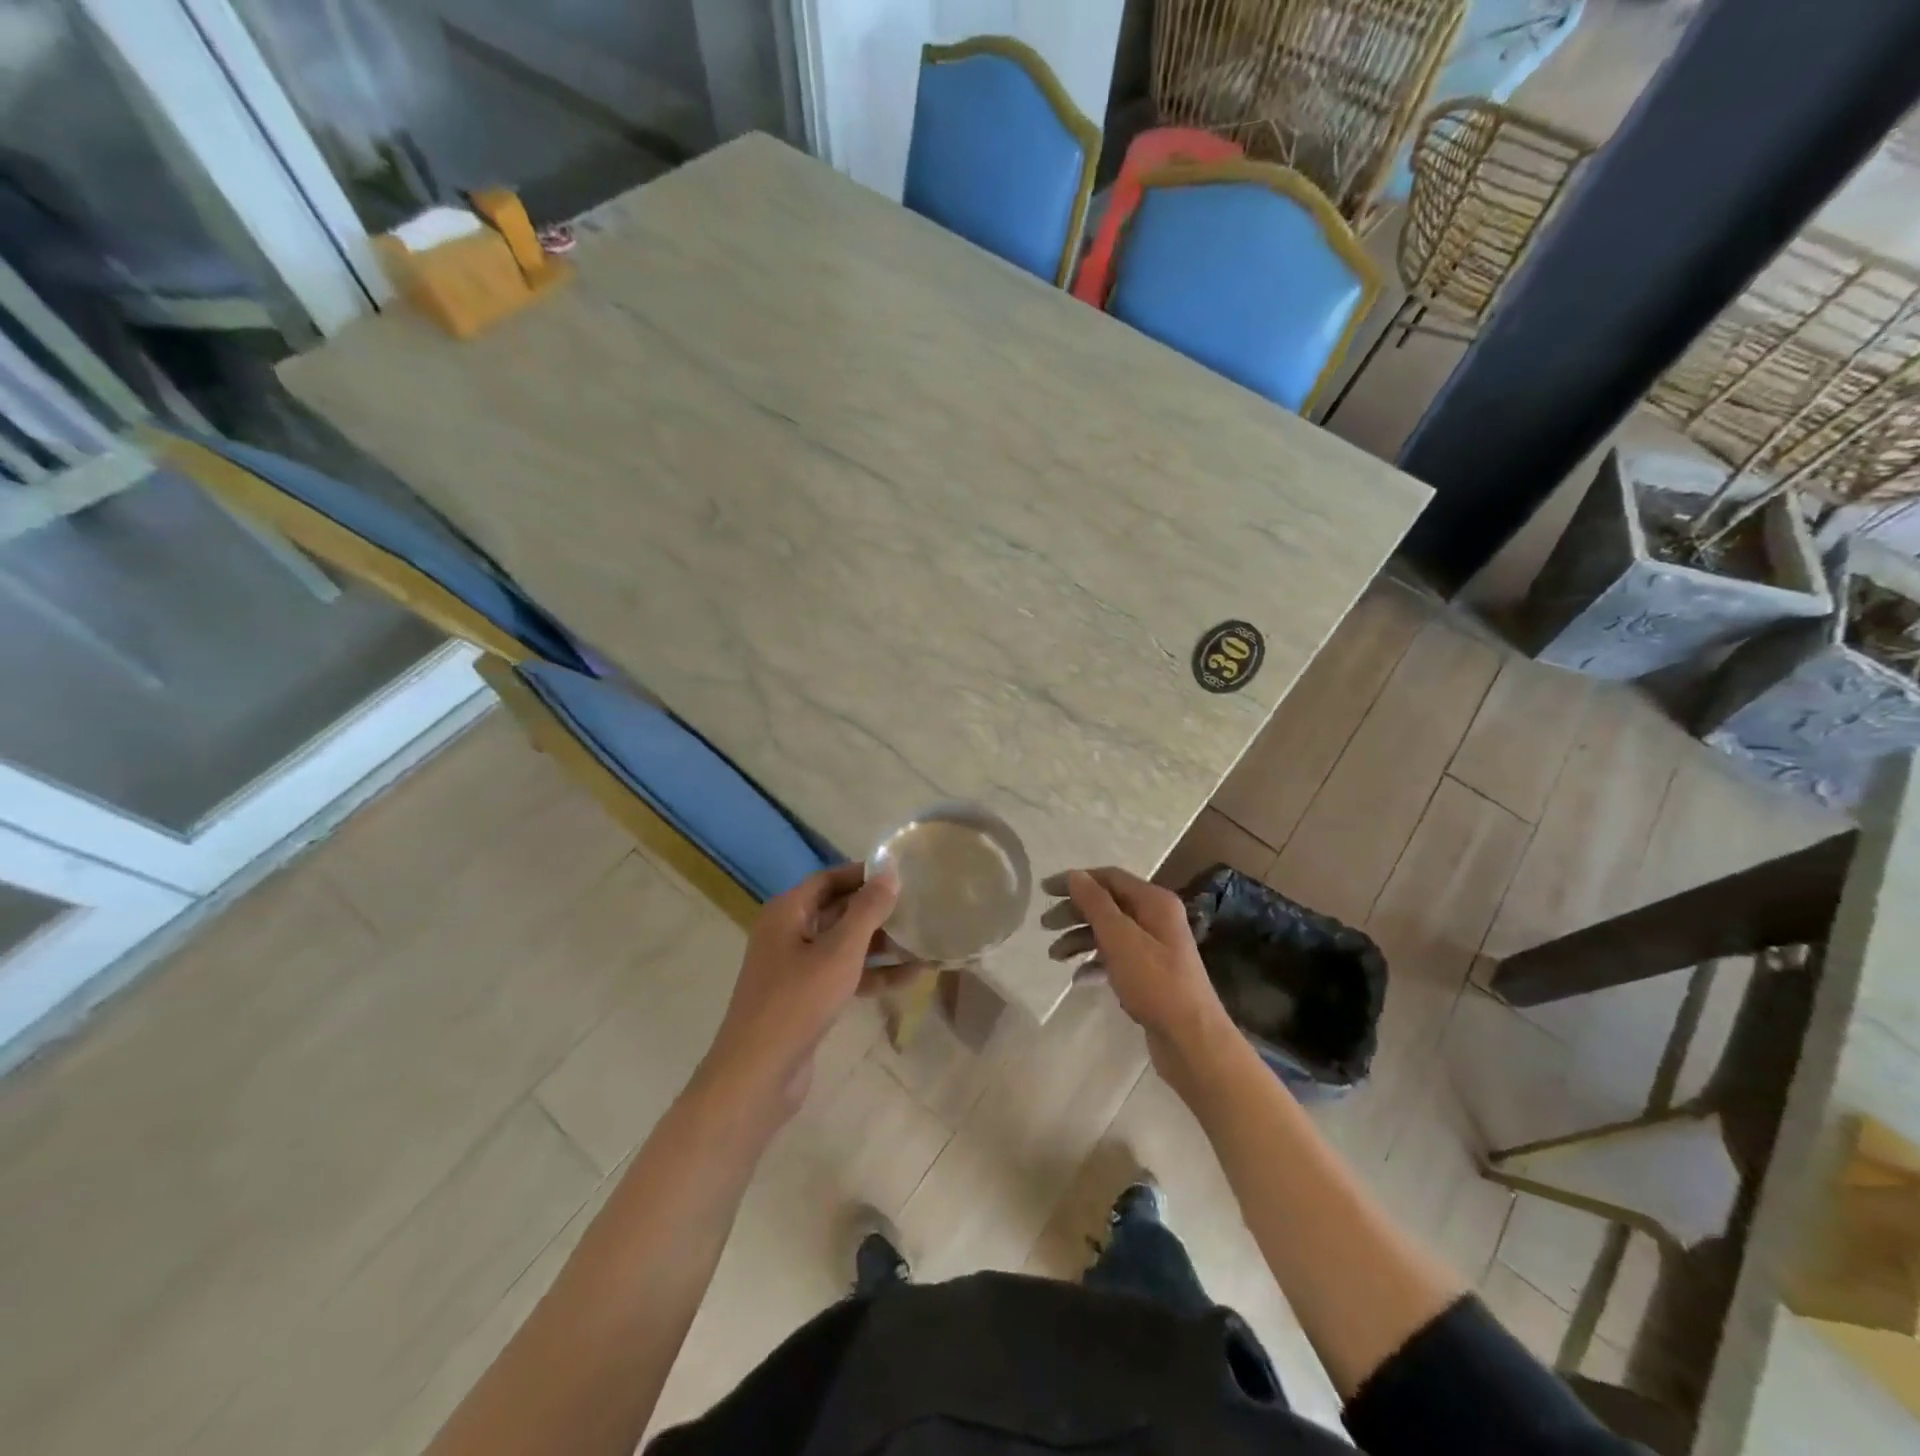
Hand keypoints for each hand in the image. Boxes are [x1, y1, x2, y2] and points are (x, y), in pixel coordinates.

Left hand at [699, 863, 899, 1120]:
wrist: (757, 1074)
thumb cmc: (797, 1001)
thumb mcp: (839, 951)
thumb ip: (867, 910)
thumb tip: (890, 873)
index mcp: (788, 912)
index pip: (830, 879)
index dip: (864, 874)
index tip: (902, 874)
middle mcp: (788, 933)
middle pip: (838, 910)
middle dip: (877, 910)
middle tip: (918, 906)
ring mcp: (795, 968)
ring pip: (844, 945)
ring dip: (881, 944)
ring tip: (923, 940)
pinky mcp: (805, 998)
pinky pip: (844, 974)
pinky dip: (872, 974)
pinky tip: (911, 977)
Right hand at [1041, 867, 1237, 1093]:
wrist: (1191, 1039)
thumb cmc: (1155, 983)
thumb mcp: (1120, 938)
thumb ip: (1096, 904)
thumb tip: (1076, 875)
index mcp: (1154, 902)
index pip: (1108, 877)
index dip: (1075, 880)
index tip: (1044, 891)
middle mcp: (1156, 918)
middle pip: (1107, 904)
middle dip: (1074, 912)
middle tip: (1045, 925)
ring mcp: (1154, 948)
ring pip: (1109, 932)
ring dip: (1080, 939)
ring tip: (1054, 956)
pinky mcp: (1150, 975)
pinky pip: (1116, 959)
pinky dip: (1096, 964)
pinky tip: (1079, 979)